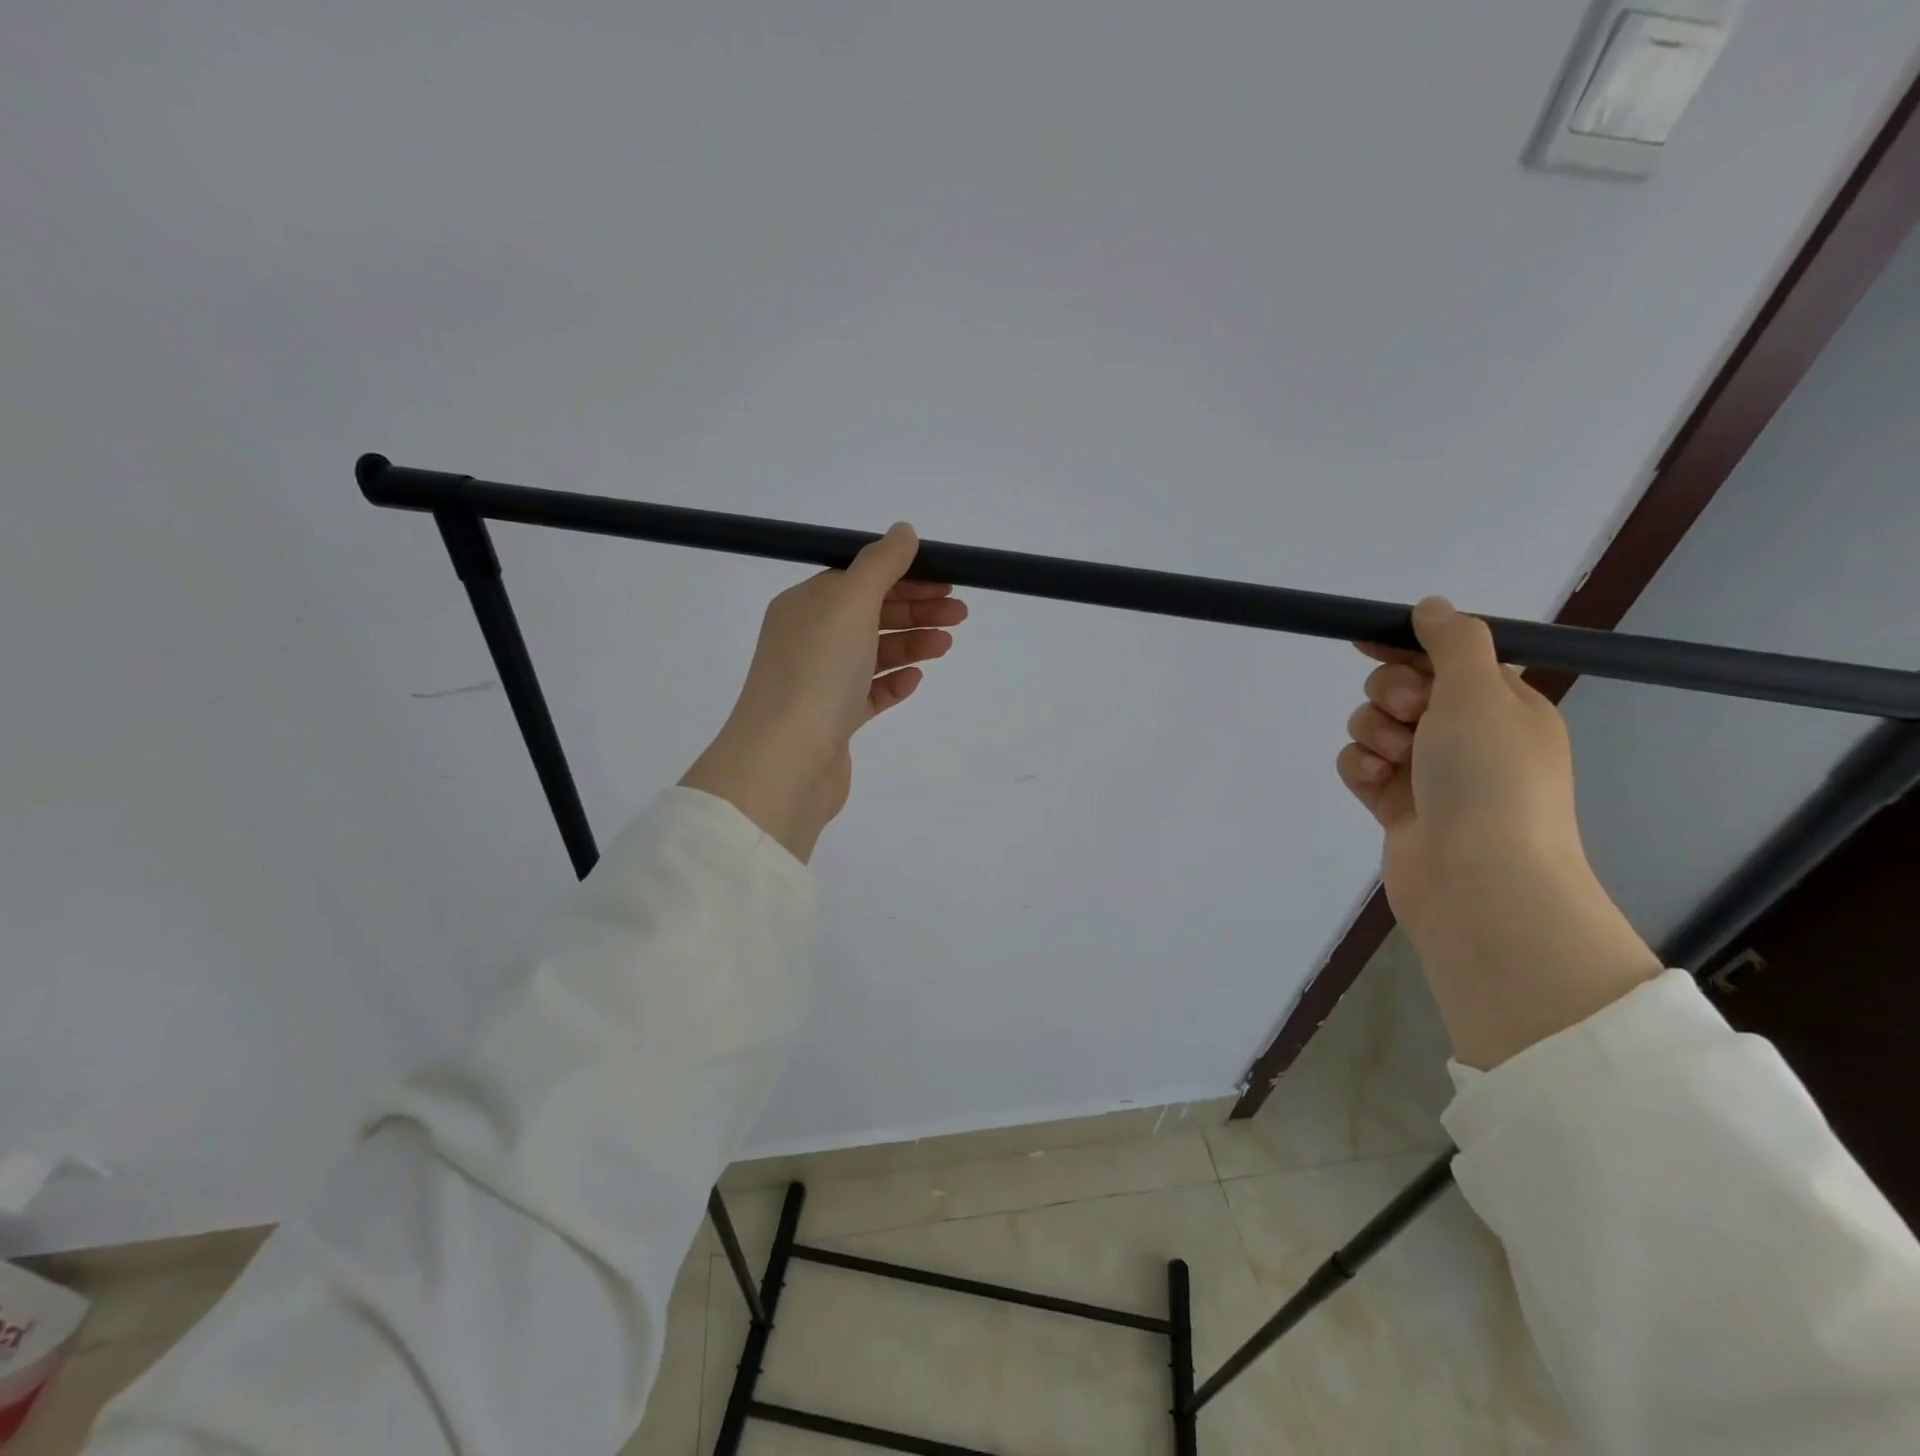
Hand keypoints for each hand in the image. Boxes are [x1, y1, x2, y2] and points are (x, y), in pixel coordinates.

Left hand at [681, 524, 964, 862]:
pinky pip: (869, 693)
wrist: (785, 762)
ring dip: (911, 644)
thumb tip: (903, 531)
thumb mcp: (850, 603)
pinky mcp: (833, 721)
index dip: (904, 576)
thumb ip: (880, 565)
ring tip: (947, 645)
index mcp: (805, 605)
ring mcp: (819, 682)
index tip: (946, 581)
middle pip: (870, 614)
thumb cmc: (816, 673)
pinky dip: (894, 682)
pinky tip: (915, 679)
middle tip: (959, 614)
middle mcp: (808, 639)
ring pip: (873, 654)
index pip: (860, 579)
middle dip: (916, 610)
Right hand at [1336, 597, 1660, 1067]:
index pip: (1449, 658)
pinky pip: (1361, 767)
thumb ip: (1452, 641)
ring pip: (1375, 727)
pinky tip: (1374, 782)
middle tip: (1411, 714)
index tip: (1367, 642)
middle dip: (1392, 695)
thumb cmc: (1490, 777)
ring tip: (1394, 759)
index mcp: (1504, 706)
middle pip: (1405, 689)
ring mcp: (1430, 774)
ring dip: (1374, 733)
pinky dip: (1361, 768)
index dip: (1408, 646)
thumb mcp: (1480, 691)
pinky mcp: (1395, 805)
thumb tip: (1432, 606)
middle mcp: (1468, 736)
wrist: (1479, 879)